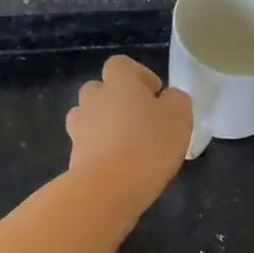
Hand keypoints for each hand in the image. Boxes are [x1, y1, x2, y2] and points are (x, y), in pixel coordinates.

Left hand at [65, 56, 193, 212]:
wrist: (107, 188)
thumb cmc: (148, 144)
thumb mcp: (179, 116)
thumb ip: (177, 100)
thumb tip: (169, 98)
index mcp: (119, 82)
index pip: (121, 64)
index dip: (138, 75)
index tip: (155, 94)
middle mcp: (94, 99)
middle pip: (100, 89)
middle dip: (117, 100)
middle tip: (141, 120)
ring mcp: (79, 128)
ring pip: (89, 117)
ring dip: (105, 125)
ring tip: (128, 144)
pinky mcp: (74, 157)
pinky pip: (88, 145)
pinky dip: (101, 151)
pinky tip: (120, 168)